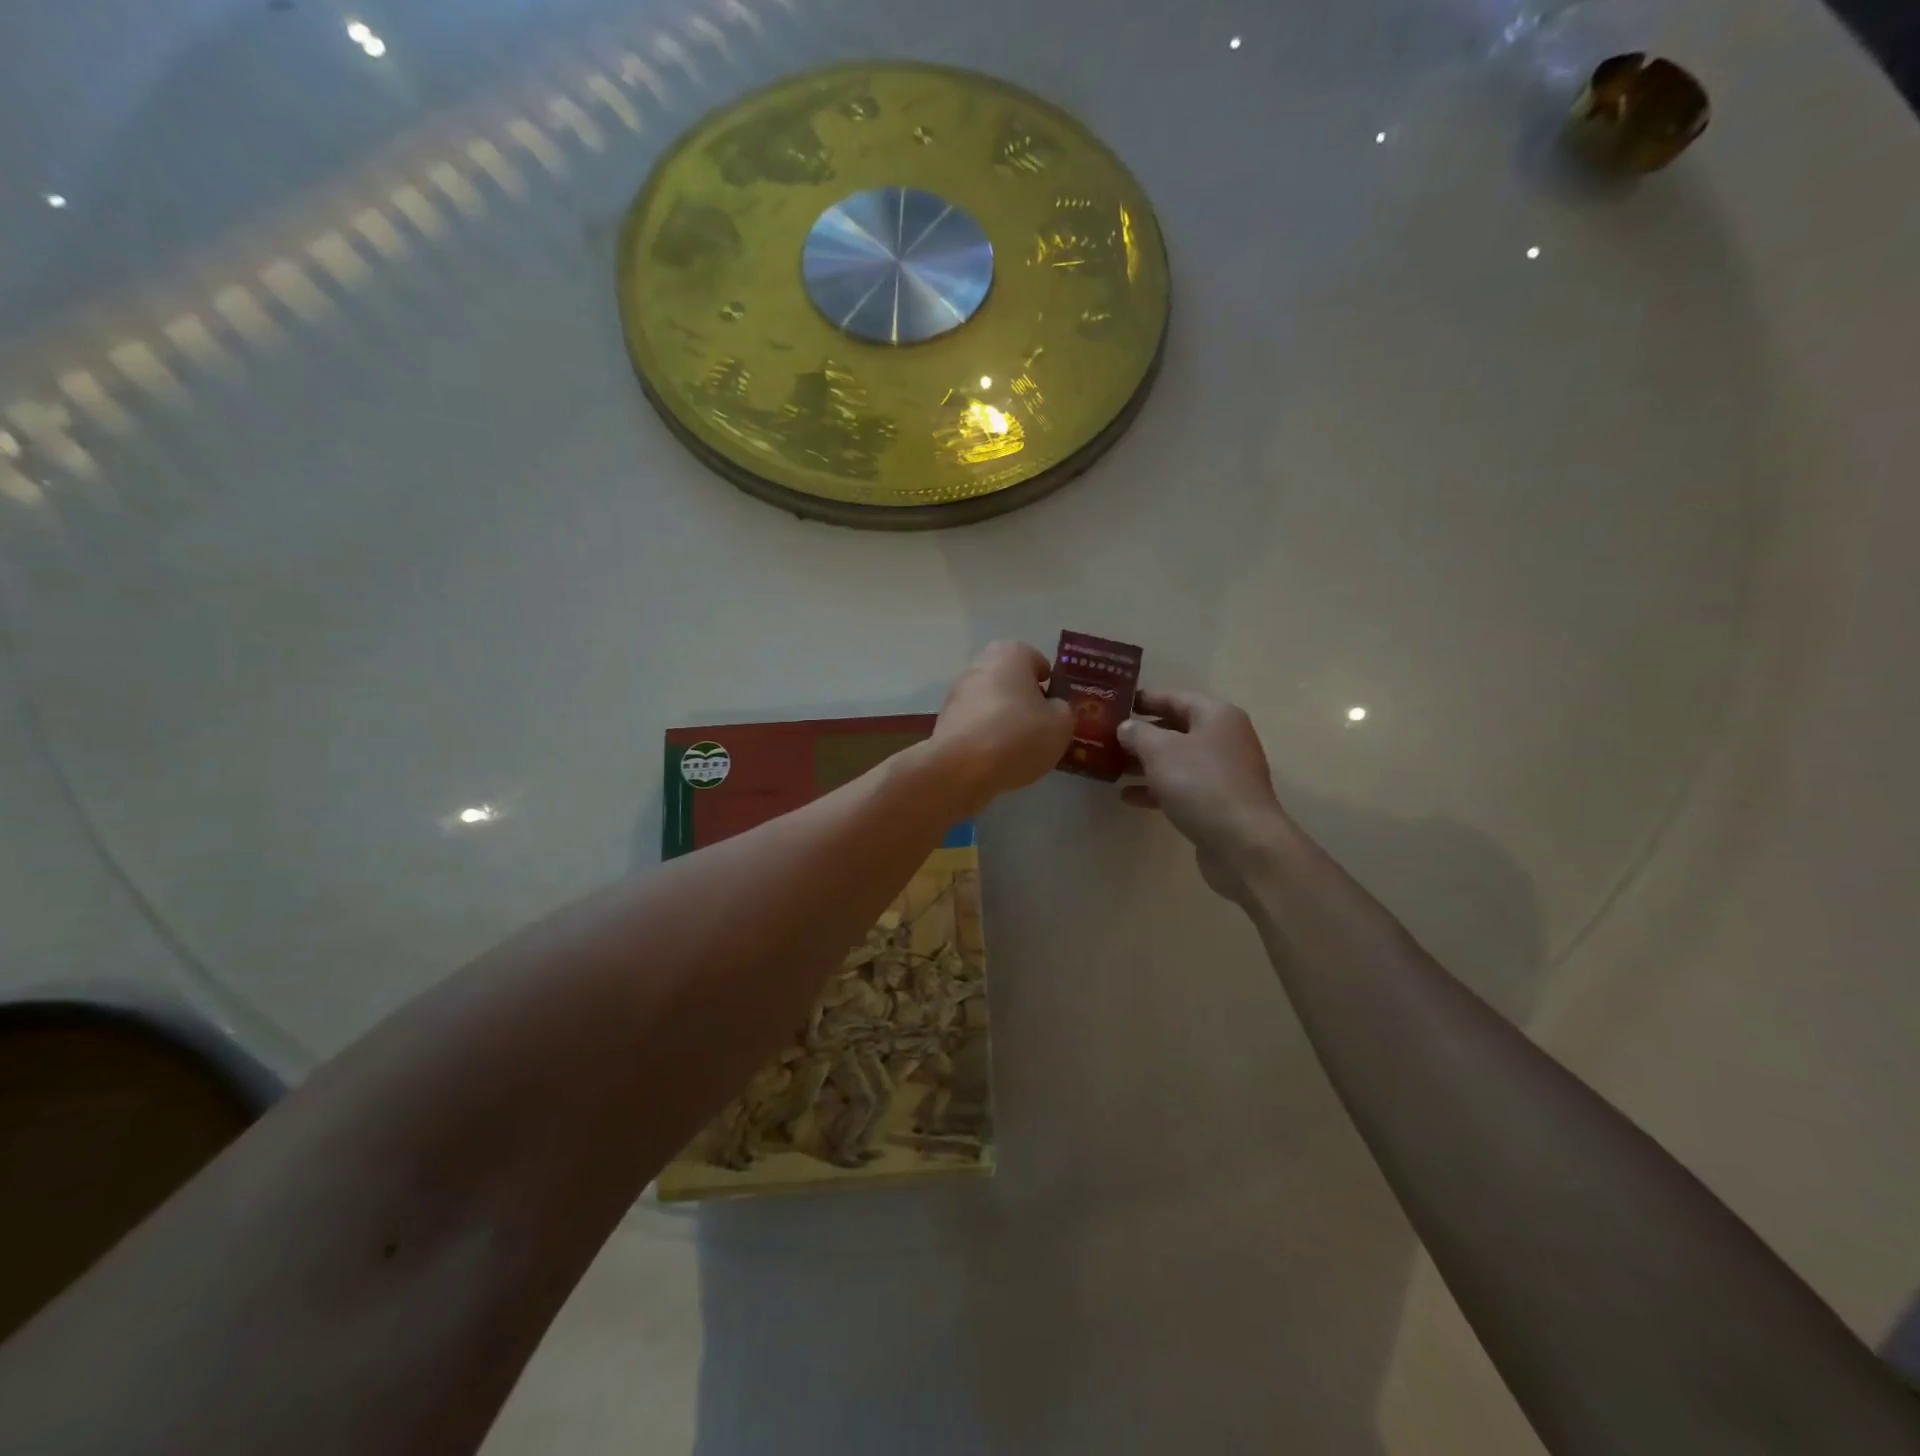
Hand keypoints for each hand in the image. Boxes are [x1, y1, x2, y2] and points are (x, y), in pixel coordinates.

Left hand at [931, 641, 1073, 812]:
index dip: (1050, 684)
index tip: (1056, 707)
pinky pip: (975, 723)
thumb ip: (1063, 709)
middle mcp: (979, 665)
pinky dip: (986, 735)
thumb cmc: (1018, 735)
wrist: (961, 768)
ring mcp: (957, 692)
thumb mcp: (1061, 724)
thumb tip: (1053, 707)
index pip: (1037, 660)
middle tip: (1040, 726)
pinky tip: (996, 757)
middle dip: (1024, 699)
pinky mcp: (945, 720)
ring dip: (1003, 718)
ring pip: (991, 702)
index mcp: (1010, 654)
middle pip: (1010, 680)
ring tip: (1018, 747)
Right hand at [1118, 690, 1294, 900]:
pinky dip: (1157, 788)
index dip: (1143, 699)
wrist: (1242, 842)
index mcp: (1215, 715)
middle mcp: (1224, 738)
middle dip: (1141, 734)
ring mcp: (1223, 772)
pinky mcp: (1218, 802)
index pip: (1173, 697)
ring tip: (1112, 766)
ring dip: (1145, 763)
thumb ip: (1138, 733)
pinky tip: (1128, 796)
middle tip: (1106, 737)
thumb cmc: (1200, 784)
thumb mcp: (1160, 750)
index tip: (1114, 703)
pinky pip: (1182, 787)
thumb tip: (1126, 727)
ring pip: (1177, 760)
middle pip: (1176, 729)